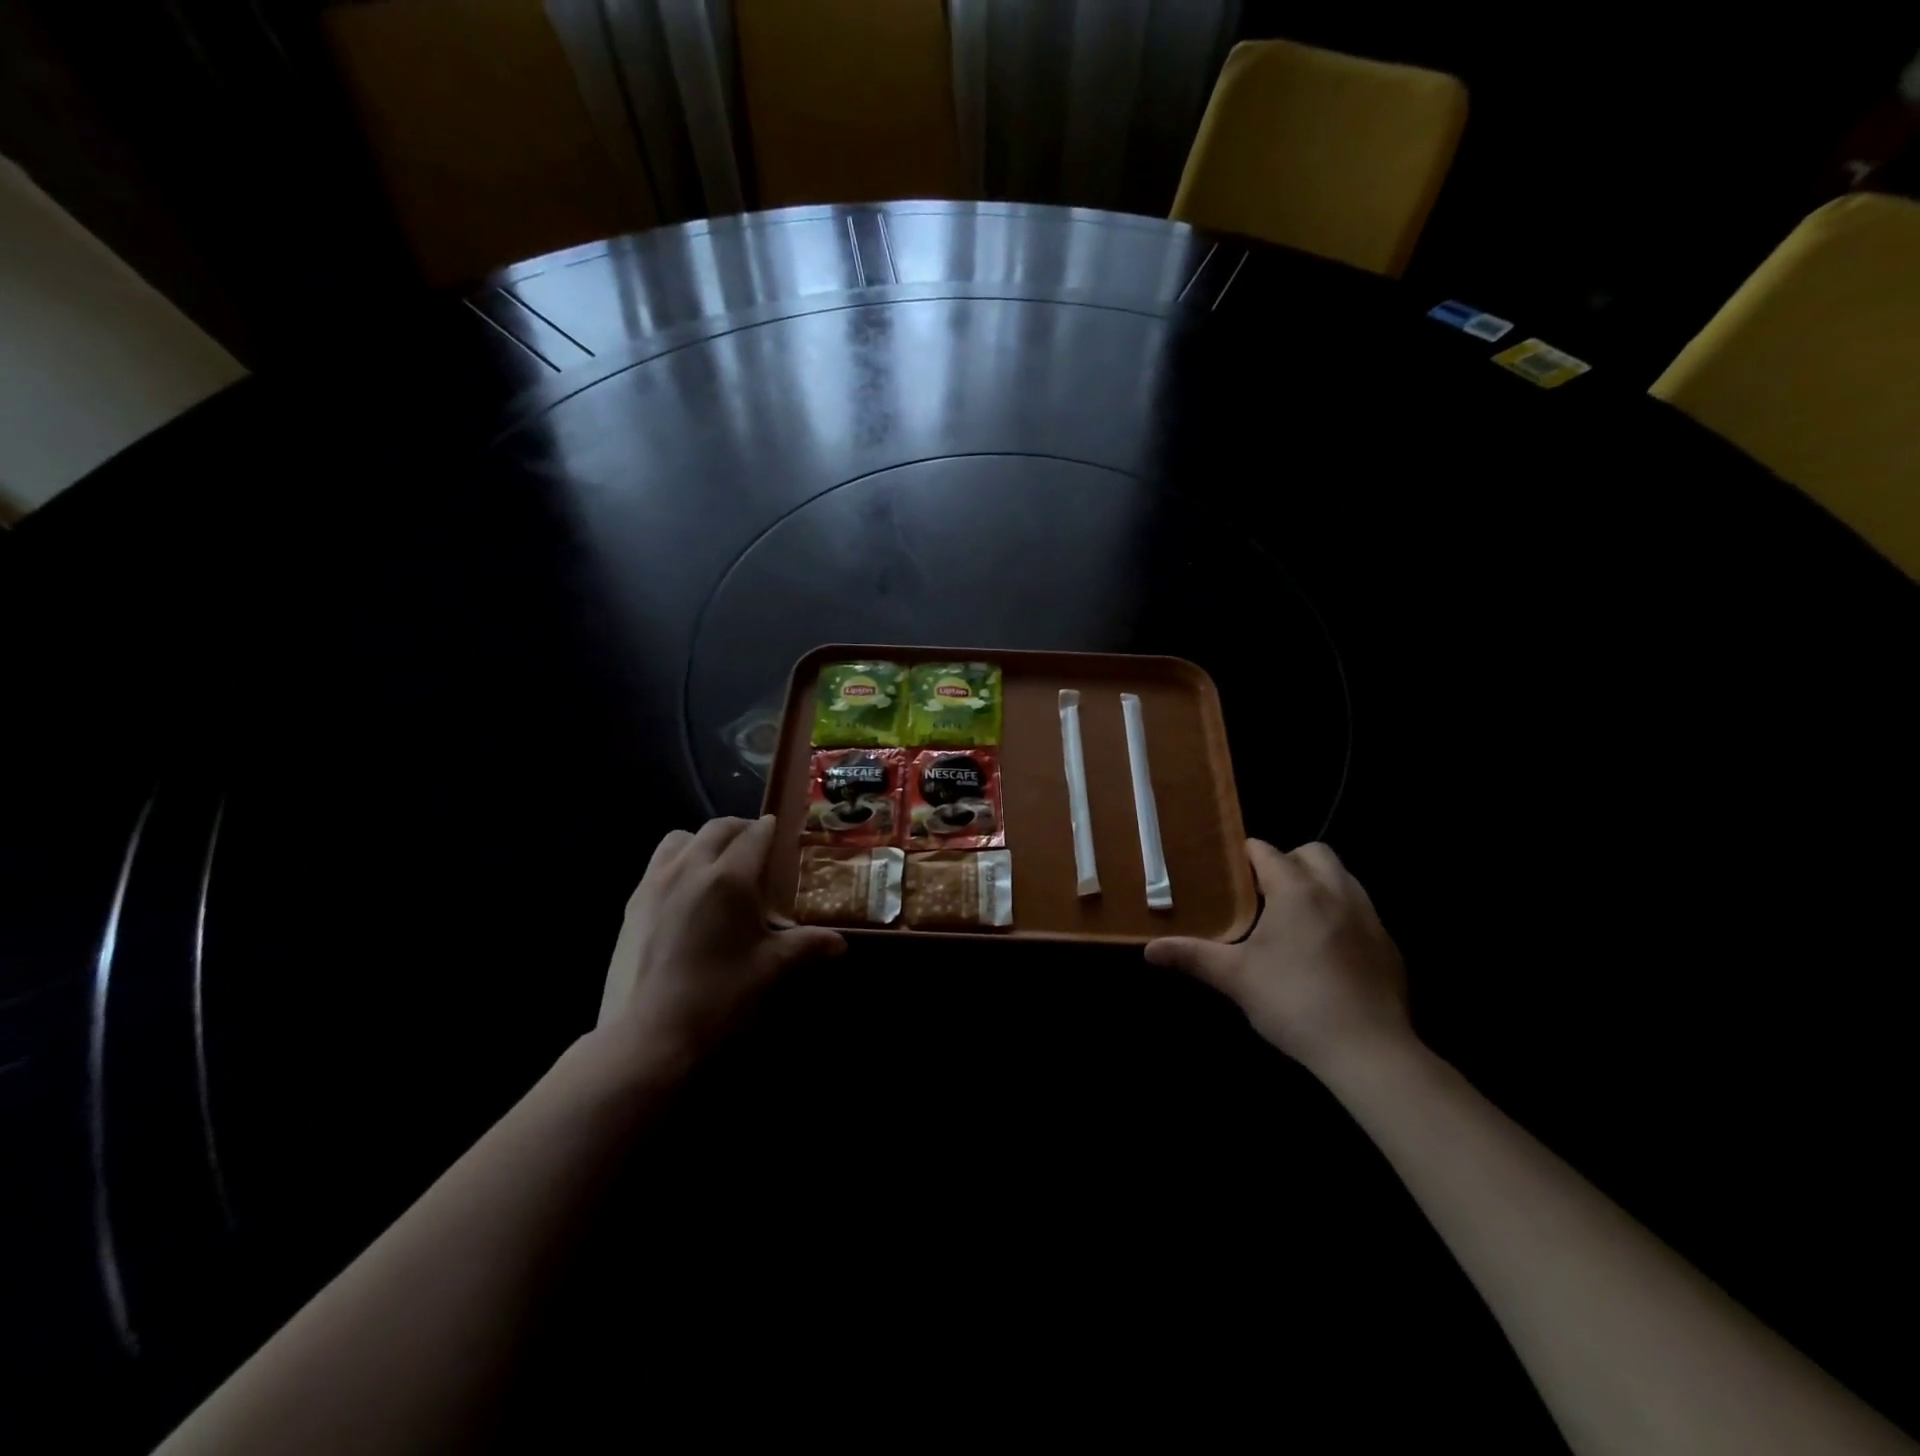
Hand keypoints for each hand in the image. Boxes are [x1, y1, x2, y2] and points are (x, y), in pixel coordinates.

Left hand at [595, 816, 844, 1070]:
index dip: (771, 829)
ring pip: (680, 839)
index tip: (781, 831)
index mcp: (729, 878)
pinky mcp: (632, 905)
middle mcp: (690, 868)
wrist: (648, 1038)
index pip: (755, 835)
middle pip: (717, 829)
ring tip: (717, 862)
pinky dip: (677, 861)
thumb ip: (807, 946)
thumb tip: (840, 942)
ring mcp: (654, 884)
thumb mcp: (771, 969)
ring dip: (703, 840)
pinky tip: (686, 893)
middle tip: (757, 844)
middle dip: (740, 829)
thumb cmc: (719, 997)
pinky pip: (657, 864)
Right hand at [1146, 840, 1410, 1076]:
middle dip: (1288, 861)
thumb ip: (1192, 956)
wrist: (1369, 1051)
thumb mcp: (1235, 978)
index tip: (1227, 871)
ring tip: (1293, 918)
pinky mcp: (1389, 945)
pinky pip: (1361, 911)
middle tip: (1263, 893)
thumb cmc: (1294, 1002)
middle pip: (1313, 852)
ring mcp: (1369, 917)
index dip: (1244, 856)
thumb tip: (1149, 949)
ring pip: (1343, 877)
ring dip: (1318, 884)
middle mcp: (1336, 891)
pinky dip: (1341, 914)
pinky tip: (1326, 950)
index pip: (1266, 851)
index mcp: (1296, 890)